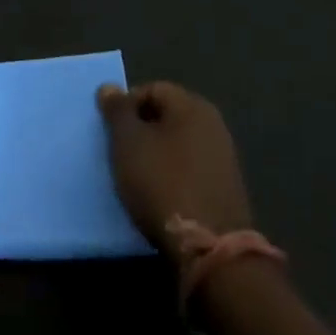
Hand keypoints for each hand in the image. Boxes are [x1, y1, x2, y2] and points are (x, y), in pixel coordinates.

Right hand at [97, 82, 252, 254]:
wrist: (210, 247)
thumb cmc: (162, 182)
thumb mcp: (127, 142)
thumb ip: (117, 111)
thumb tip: (110, 87)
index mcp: (192, 106)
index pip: (152, 89)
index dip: (126, 105)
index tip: (110, 131)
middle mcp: (213, 125)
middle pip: (166, 116)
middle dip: (140, 130)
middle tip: (118, 151)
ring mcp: (223, 158)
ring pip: (177, 144)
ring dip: (154, 154)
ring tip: (133, 175)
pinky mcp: (225, 189)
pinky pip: (189, 170)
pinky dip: (171, 176)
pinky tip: (157, 194)